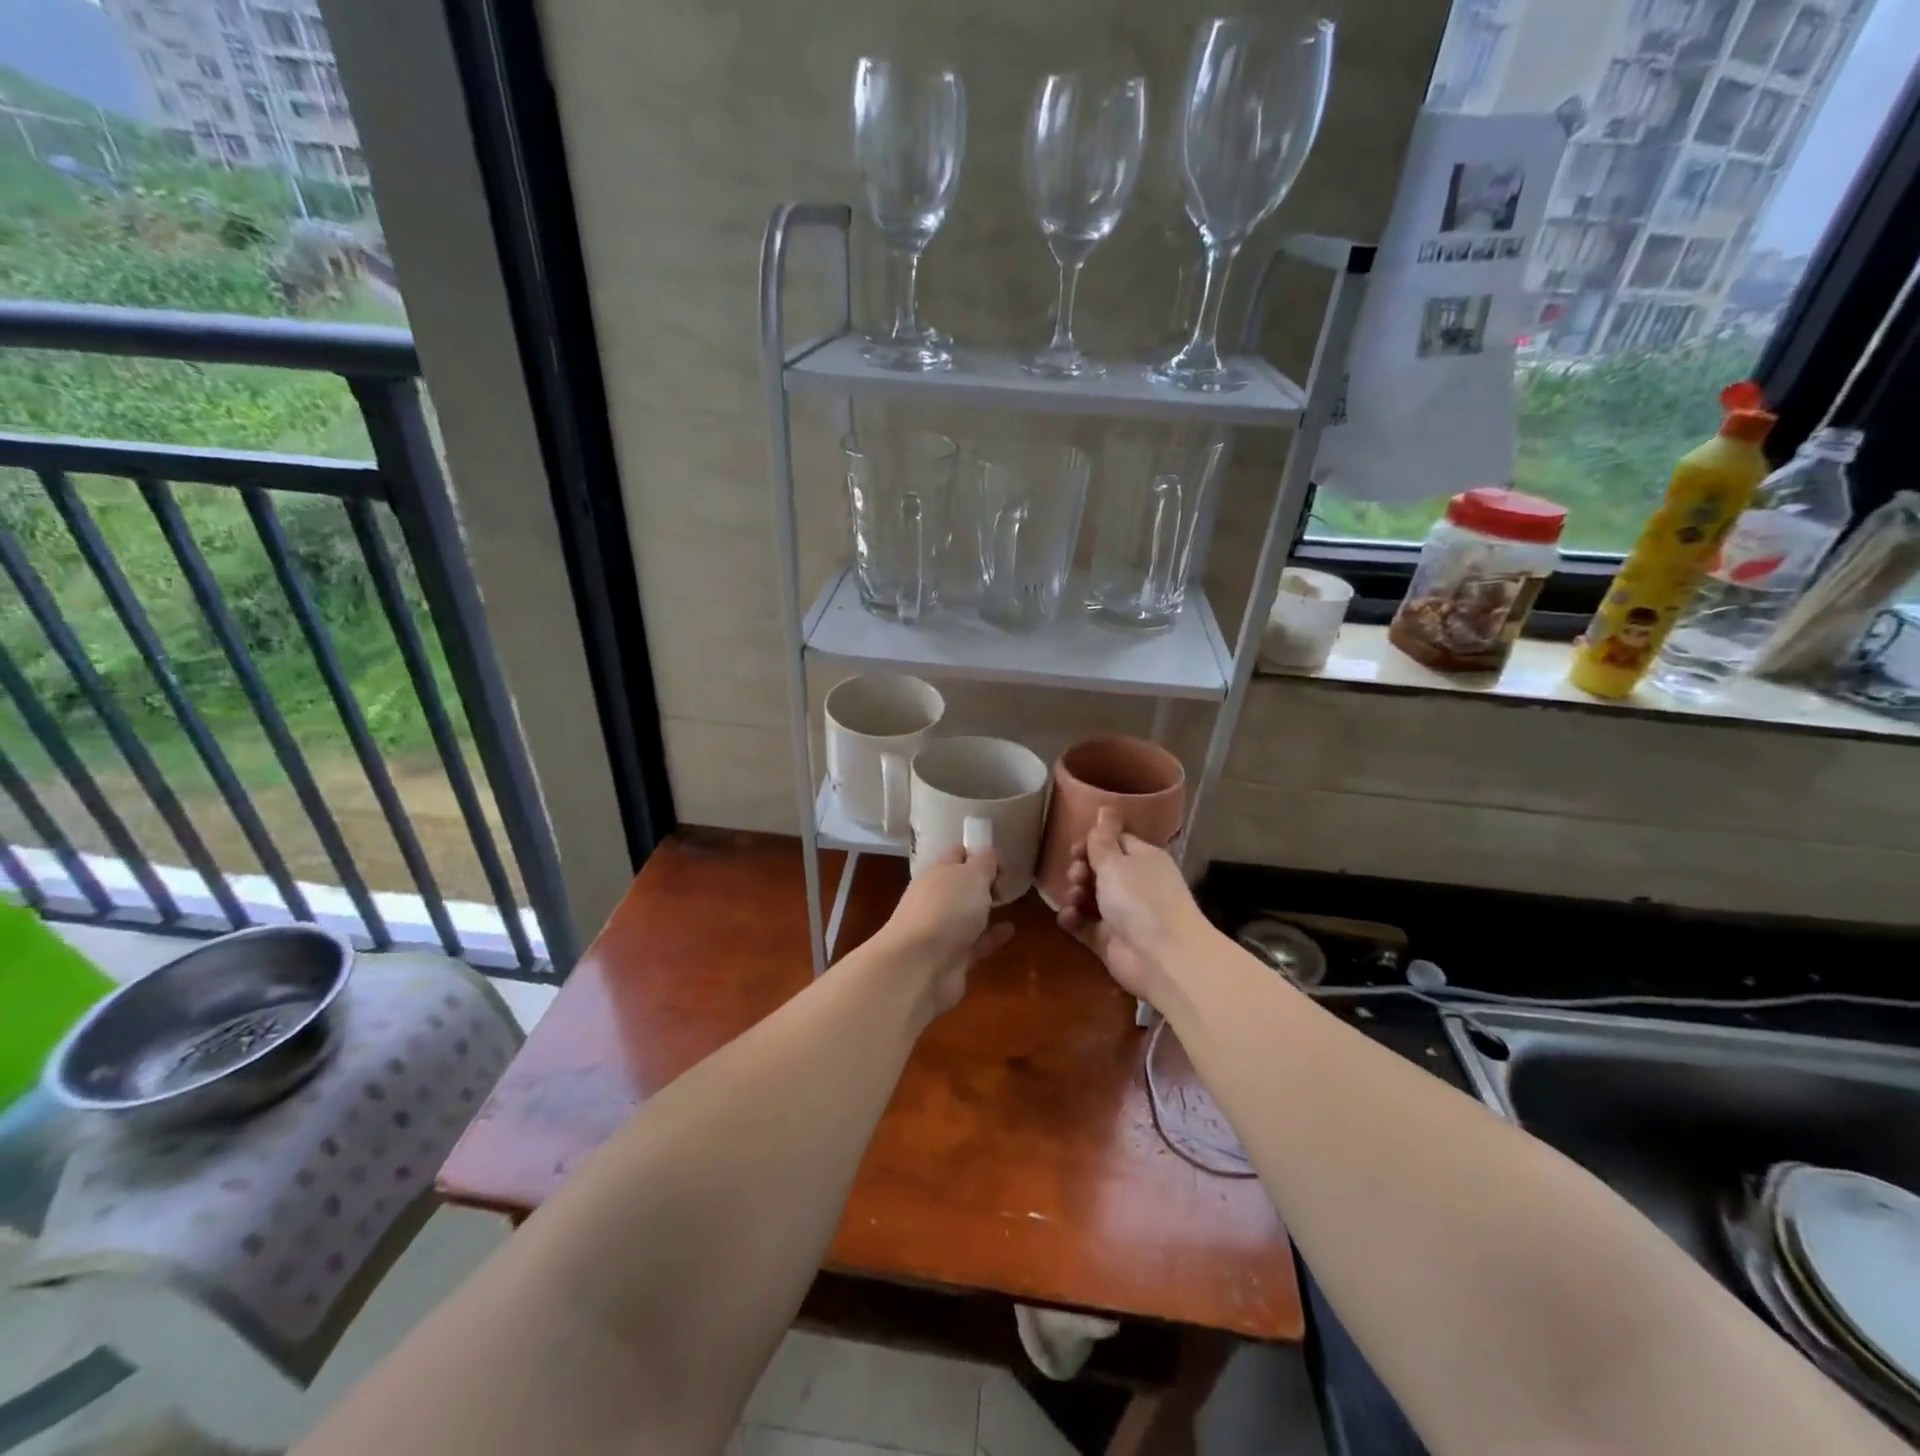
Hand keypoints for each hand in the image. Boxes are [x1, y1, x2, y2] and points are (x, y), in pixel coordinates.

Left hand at [878, 845, 1014, 1019]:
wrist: (920, 967)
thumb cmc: (946, 909)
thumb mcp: (972, 875)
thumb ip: (985, 863)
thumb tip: (989, 857)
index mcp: (936, 873)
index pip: (956, 854)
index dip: (977, 852)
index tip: (1001, 861)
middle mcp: (935, 899)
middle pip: (960, 885)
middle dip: (981, 882)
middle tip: (1006, 883)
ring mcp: (942, 930)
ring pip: (966, 915)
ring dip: (985, 909)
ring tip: (1010, 903)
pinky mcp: (952, 958)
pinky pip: (976, 942)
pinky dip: (992, 936)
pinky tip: (1010, 930)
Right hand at [1056, 808, 1206, 1003]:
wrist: (1162, 958)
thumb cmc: (1140, 899)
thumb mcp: (1115, 862)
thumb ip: (1102, 838)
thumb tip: (1105, 806)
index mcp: (1142, 859)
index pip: (1115, 841)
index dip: (1093, 842)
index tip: (1076, 848)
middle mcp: (1133, 883)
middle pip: (1098, 869)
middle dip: (1080, 869)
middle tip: (1077, 875)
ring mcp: (1121, 913)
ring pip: (1088, 896)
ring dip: (1074, 894)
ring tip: (1074, 899)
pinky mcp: (1108, 939)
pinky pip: (1083, 923)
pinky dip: (1073, 919)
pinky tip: (1068, 917)